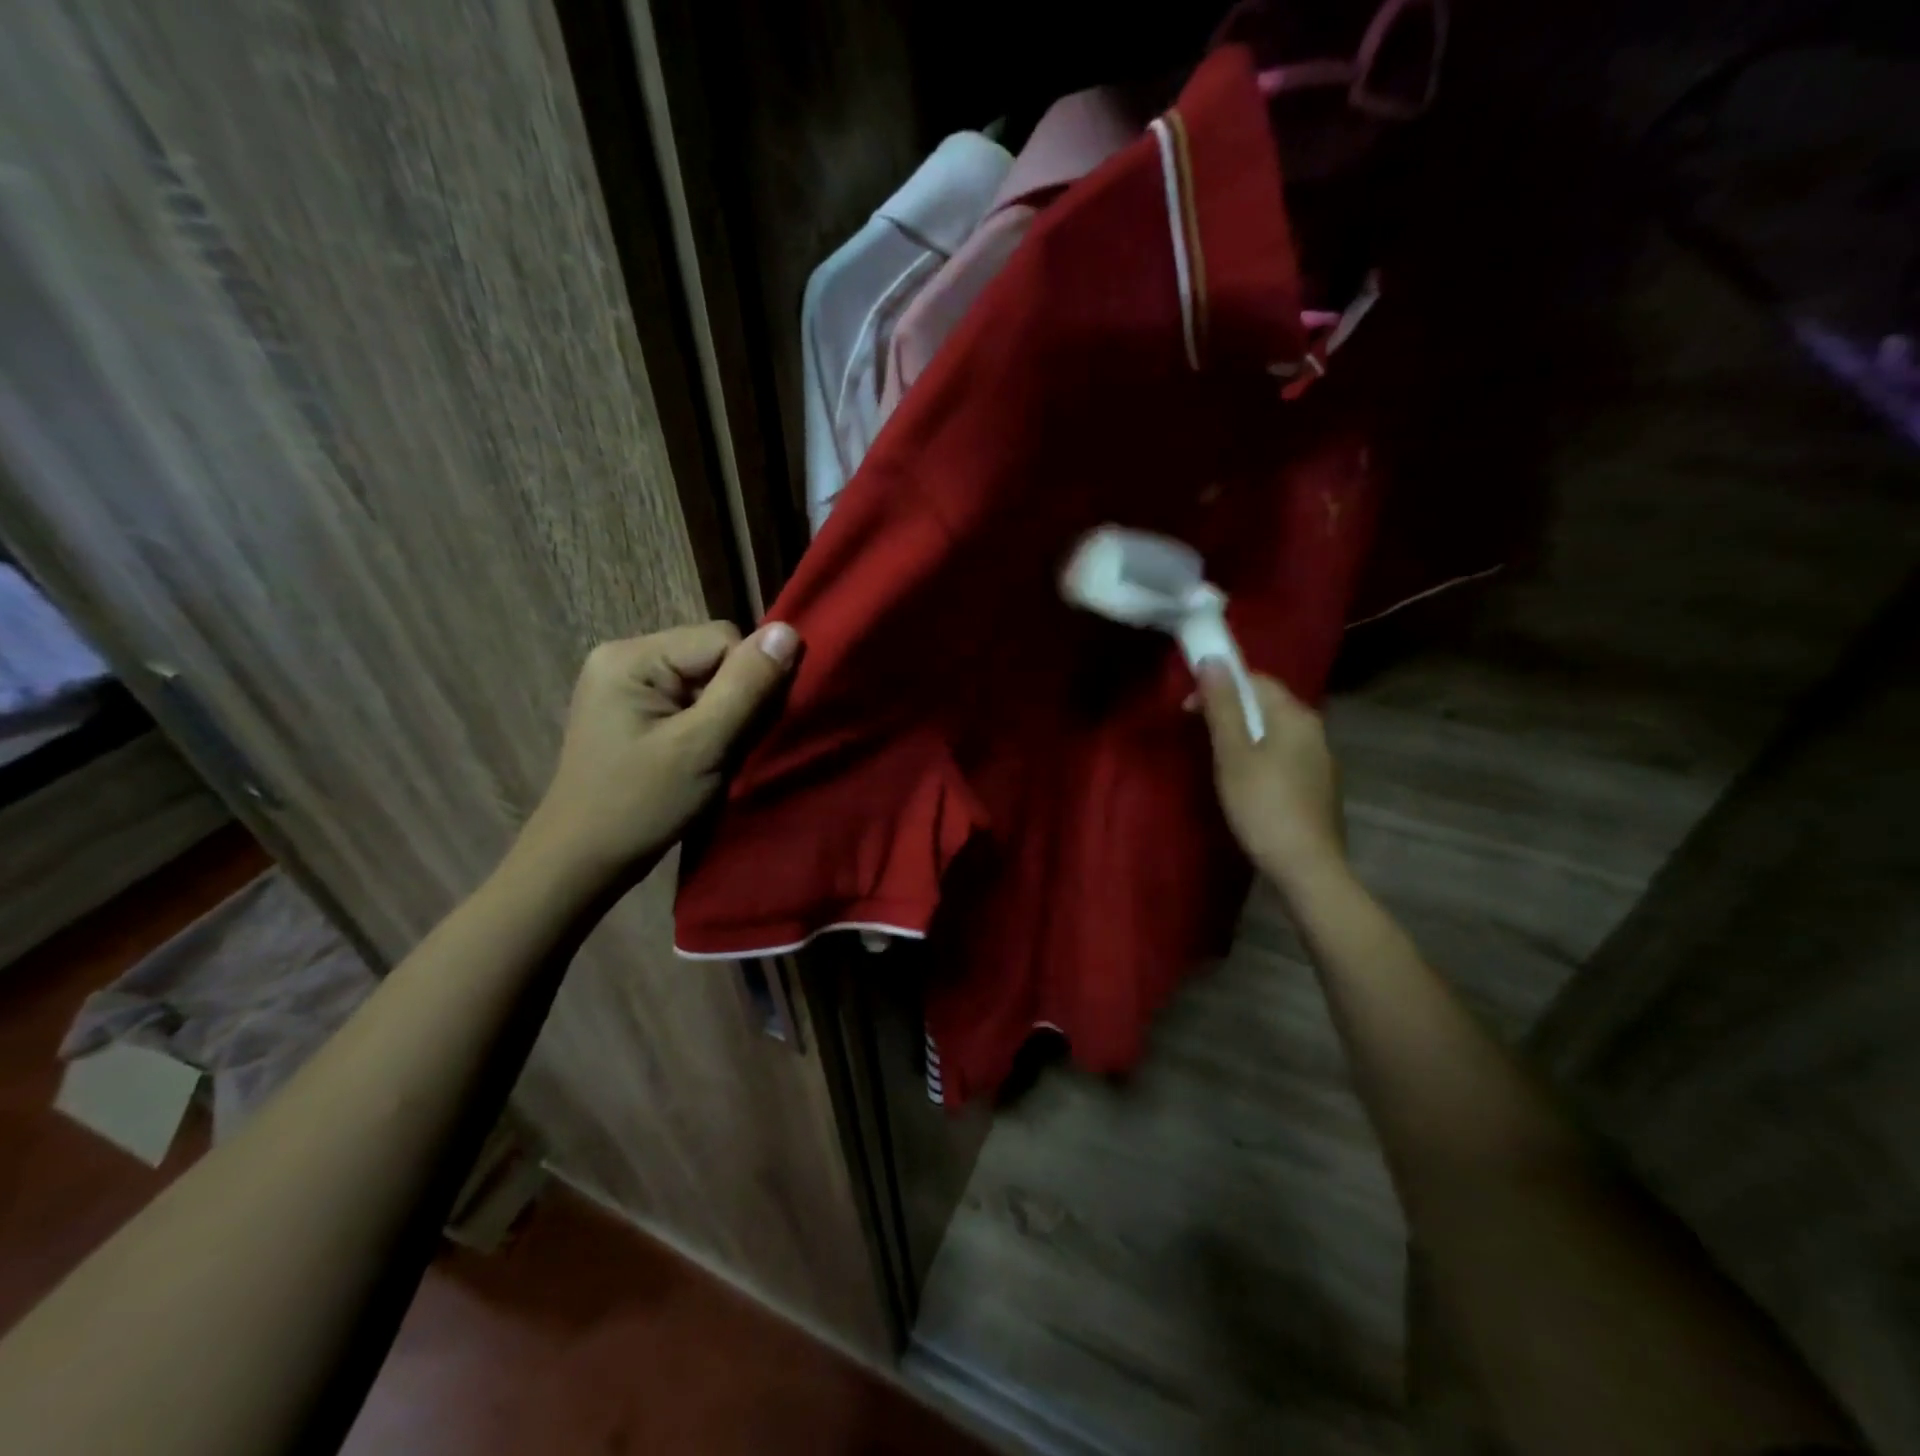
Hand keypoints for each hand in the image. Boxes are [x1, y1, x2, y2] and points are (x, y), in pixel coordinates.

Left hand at [515, 621, 799, 894]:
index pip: (723, 639)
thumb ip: (747, 686)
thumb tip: (789, 630)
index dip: (749, 681)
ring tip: (711, 756)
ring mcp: (627, 683)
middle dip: (736, 698)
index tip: (741, 732)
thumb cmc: (640, 806)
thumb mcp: (702, 746)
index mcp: (632, 656)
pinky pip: (691, 699)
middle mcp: (625, 656)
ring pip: (708, 679)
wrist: (581, 863)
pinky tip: (698, 755)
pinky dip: (708, 725)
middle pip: (716, 655)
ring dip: (725, 715)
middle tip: (726, 748)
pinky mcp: (634, 709)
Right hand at [1196, 660, 1346, 895]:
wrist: (1306, 867)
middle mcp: (1314, 730)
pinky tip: (1246, 783)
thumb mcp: (1233, 754)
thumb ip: (1222, 706)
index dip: (1219, 685)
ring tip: (1218, 759)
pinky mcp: (1319, 787)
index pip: (1256, 680)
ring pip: (1276, 731)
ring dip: (1245, 734)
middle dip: (1230, 709)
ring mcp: (1321, 760)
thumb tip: (1213, 660)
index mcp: (1295, 716)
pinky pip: (1285, 756)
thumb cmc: (1262, 805)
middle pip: (1268, 704)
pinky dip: (1260, 756)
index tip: (1188, 709)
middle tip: (1198, 732)